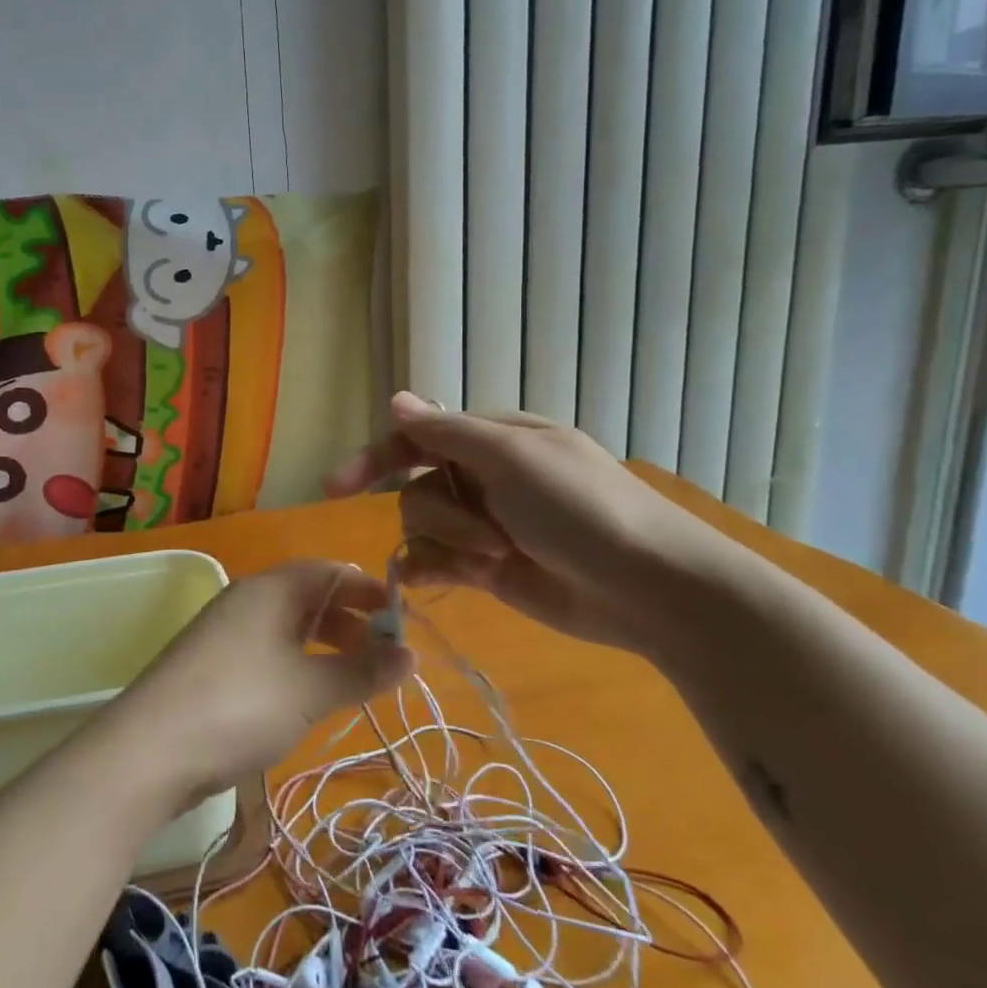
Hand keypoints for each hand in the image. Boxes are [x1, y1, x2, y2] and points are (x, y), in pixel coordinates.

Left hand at [112, 560, 415, 802]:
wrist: (150, 749)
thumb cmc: (240, 705)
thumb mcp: (310, 690)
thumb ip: (362, 670)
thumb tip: (411, 655)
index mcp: (270, 589)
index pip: (330, 572)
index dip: (369, 590)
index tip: (404, 618)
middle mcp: (246, 600)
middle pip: (309, 597)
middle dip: (352, 620)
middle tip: (389, 653)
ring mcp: (225, 633)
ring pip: (288, 626)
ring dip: (327, 645)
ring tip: (360, 676)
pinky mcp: (213, 666)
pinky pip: (269, 651)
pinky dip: (299, 663)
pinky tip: (312, 693)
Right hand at [326, 392, 737, 658]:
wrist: (649, 588)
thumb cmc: (583, 508)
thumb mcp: (513, 458)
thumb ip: (447, 433)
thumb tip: (396, 399)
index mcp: (491, 440)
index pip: (416, 437)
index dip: (376, 457)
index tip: (338, 485)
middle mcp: (482, 478)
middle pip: (416, 486)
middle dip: (442, 513)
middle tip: (490, 535)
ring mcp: (483, 525)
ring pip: (422, 527)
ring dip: (447, 543)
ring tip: (493, 559)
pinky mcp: (485, 568)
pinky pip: (433, 562)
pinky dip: (429, 569)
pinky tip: (433, 579)